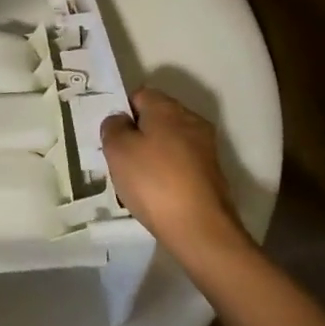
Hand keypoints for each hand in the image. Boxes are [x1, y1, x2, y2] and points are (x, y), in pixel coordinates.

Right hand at [101, 89, 249, 263]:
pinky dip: (168, 174)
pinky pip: (181, 165)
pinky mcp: (212, 175)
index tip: (111, 135)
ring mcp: (206, 149)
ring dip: (152, 156)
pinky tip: (157, 195)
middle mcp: (191, 121)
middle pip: (156, 118)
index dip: (122, 111)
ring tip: (135, 181)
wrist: (201, 230)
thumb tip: (120, 120)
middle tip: (119, 158)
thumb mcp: (117, 150)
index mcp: (168, 108)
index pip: (139, 94)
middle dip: (137, 134)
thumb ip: (113, 127)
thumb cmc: (154, 182)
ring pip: (169, 143)